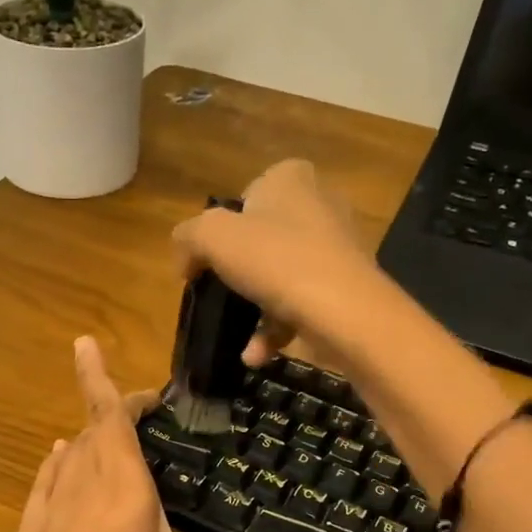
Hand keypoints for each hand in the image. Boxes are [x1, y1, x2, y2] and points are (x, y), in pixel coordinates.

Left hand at [0, 336, 296, 531]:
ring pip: (69, 452)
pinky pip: (46, 478)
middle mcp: (84, 482)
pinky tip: (59, 460)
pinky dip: (58, 462)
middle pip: (92, 427)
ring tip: (104, 430)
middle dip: (110, 405)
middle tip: (138, 404)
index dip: (102, 379)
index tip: (90, 346)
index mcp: (122, 485)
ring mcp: (52, 502)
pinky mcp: (31, 525)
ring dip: (87, 434)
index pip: (110, 416)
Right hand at [170, 158, 385, 367]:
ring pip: (282, 274)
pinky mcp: (347, 284)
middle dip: (240, 271)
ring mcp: (337, 245)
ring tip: (241, 339)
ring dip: (257, 309)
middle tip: (220, 295)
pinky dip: (278, 328)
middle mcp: (319, 203)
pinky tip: (257, 354)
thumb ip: (189, 237)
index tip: (209, 259)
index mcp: (290, 178)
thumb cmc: (275, 260)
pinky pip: (302, 302)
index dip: (222, 228)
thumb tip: (184, 257)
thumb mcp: (213, 238)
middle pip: (263, 237)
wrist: (344, 310)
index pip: (246, 195)